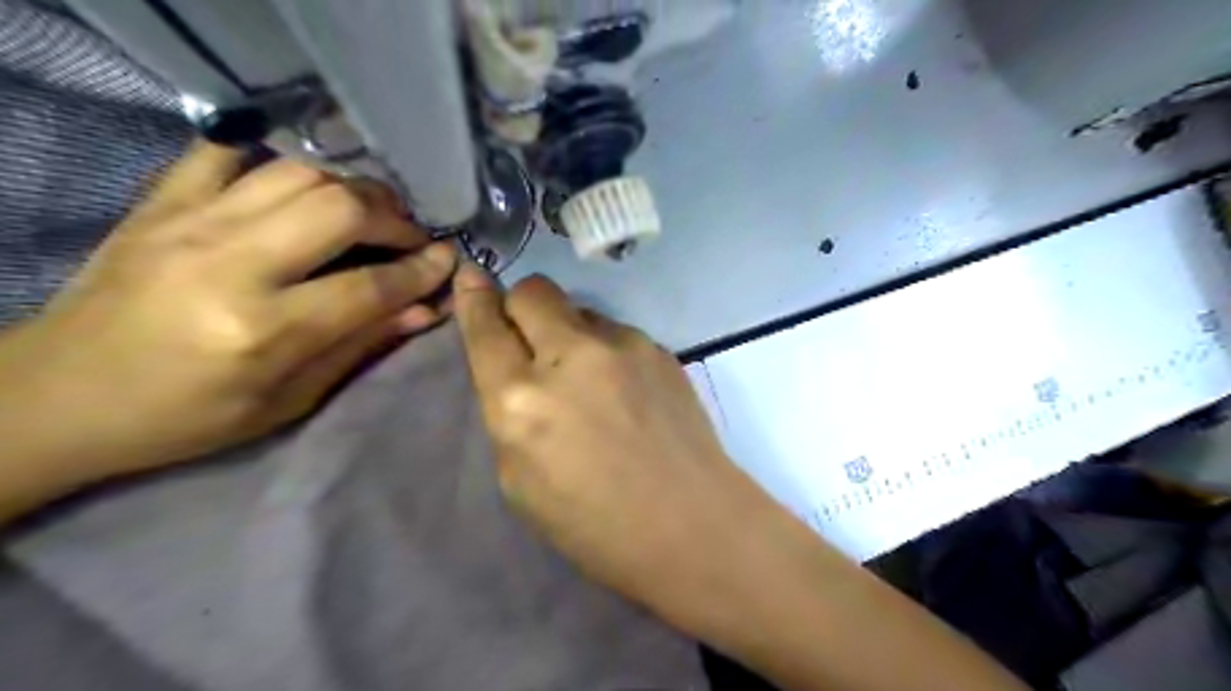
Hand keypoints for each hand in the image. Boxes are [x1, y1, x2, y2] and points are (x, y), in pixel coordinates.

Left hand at [1, 141, 454, 485]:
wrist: (59, 397)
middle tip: (412, 237)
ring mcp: (188, 221)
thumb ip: (361, 346)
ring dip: (350, 189)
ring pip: (298, 172)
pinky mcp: (159, 202)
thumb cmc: (186, 417)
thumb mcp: (288, 401)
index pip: (371, 285)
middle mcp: (230, 263)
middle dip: (395, 218)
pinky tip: (298, 191)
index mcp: (263, 330)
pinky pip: (229, 153)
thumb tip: (426, 309)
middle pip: (341, 208)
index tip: (450, 259)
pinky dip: (277, 164)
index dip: (422, 270)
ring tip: (369, 214)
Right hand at [450, 266, 777, 621]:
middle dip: (522, 305)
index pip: (486, 327)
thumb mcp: (519, 480)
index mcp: (521, 399)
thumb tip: (518, 368)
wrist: (690, 524)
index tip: (470, 275)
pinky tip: (627, 391)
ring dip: (570, 334)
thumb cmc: (594, 524)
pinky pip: (616, 333)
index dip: (474, 297)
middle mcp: (569, 356)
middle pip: (534, 291)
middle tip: (532, 338)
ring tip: (591, 380)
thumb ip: (510, 412)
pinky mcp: (659, 348)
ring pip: (579, 310)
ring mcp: (622, 345)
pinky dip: (607, 351)